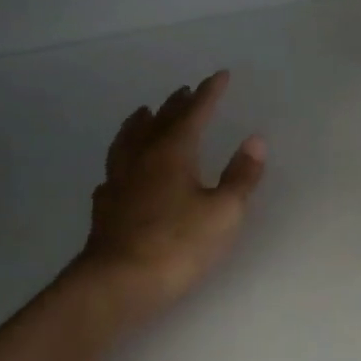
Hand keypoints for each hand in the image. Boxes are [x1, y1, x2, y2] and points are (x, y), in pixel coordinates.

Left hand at [75, 71, 266, 320]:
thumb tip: (255, 140)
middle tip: (187, 90)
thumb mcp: (224, 212)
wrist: (118, 284)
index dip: (209, 94)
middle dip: (177, 104)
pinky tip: (122, 171)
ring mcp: (119, 182)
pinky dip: (122, 159)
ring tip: (144, 112)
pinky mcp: (105, 207)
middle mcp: (142, 159)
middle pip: (160, 122)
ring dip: (141, 123)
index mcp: (173, 153)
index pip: (194, 114)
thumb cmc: (178, 245)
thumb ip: (240, 176)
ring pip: (128, 141)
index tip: (220, 75)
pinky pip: (114, 171)